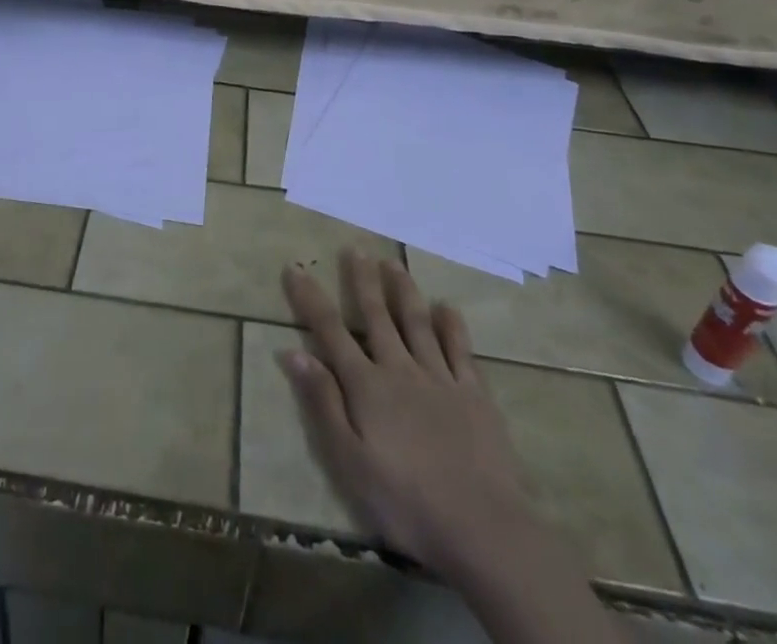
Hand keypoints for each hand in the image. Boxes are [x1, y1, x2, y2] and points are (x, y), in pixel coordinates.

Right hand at [279, 250, 538, 583]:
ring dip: (403, 291)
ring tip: (393, 263)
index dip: (310, 298)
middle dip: (362, 280)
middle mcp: (400, 369)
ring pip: (417, 323)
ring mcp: (440, 378)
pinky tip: (447, 308)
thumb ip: (323, 404)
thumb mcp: (349, 462)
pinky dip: (452, 326)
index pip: (330, 331)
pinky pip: (460, 350)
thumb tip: (293, 352)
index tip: (295, 268)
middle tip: (355, 248)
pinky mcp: (475, 394)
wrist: (482, 529)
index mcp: (367, 386)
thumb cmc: (405, 502)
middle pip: (377, 316)